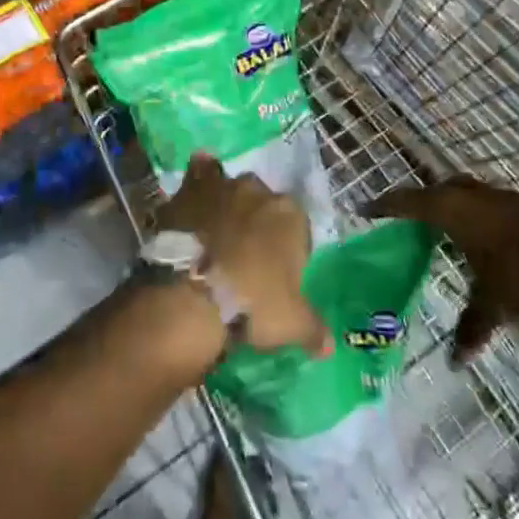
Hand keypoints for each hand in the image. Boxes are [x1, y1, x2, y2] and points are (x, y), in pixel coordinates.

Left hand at [159, 156, 330, 356]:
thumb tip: (328, 345)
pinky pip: (199, 173)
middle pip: (263, 204)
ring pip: (231, 186)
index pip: (297, 227)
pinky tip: (196, 194)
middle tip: (245, 258)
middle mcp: (258, 190)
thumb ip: (314, 329)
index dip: (288, 250)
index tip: (277, 276)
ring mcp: (222, 186)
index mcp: (290, 215)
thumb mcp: (292, 325)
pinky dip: (200, 179)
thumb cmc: (252, 304)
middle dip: (257, 224)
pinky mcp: (190, 189)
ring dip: (228, 203)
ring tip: (218, 233)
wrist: (193, 294)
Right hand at [367, 178, 518, 361]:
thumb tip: (455, 362)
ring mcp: (500, 197)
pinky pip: (486, 201)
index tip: (366, 208)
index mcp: (453, 211)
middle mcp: (472, 197)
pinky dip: (475, 212)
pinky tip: (481, 232)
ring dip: (451, 203)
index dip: (386, 205)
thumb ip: (472, 327)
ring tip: (442, 223)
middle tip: (407, 216)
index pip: (409, 202)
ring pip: (465, 192)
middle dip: (421, 200)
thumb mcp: (493, 305)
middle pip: (437, 190)